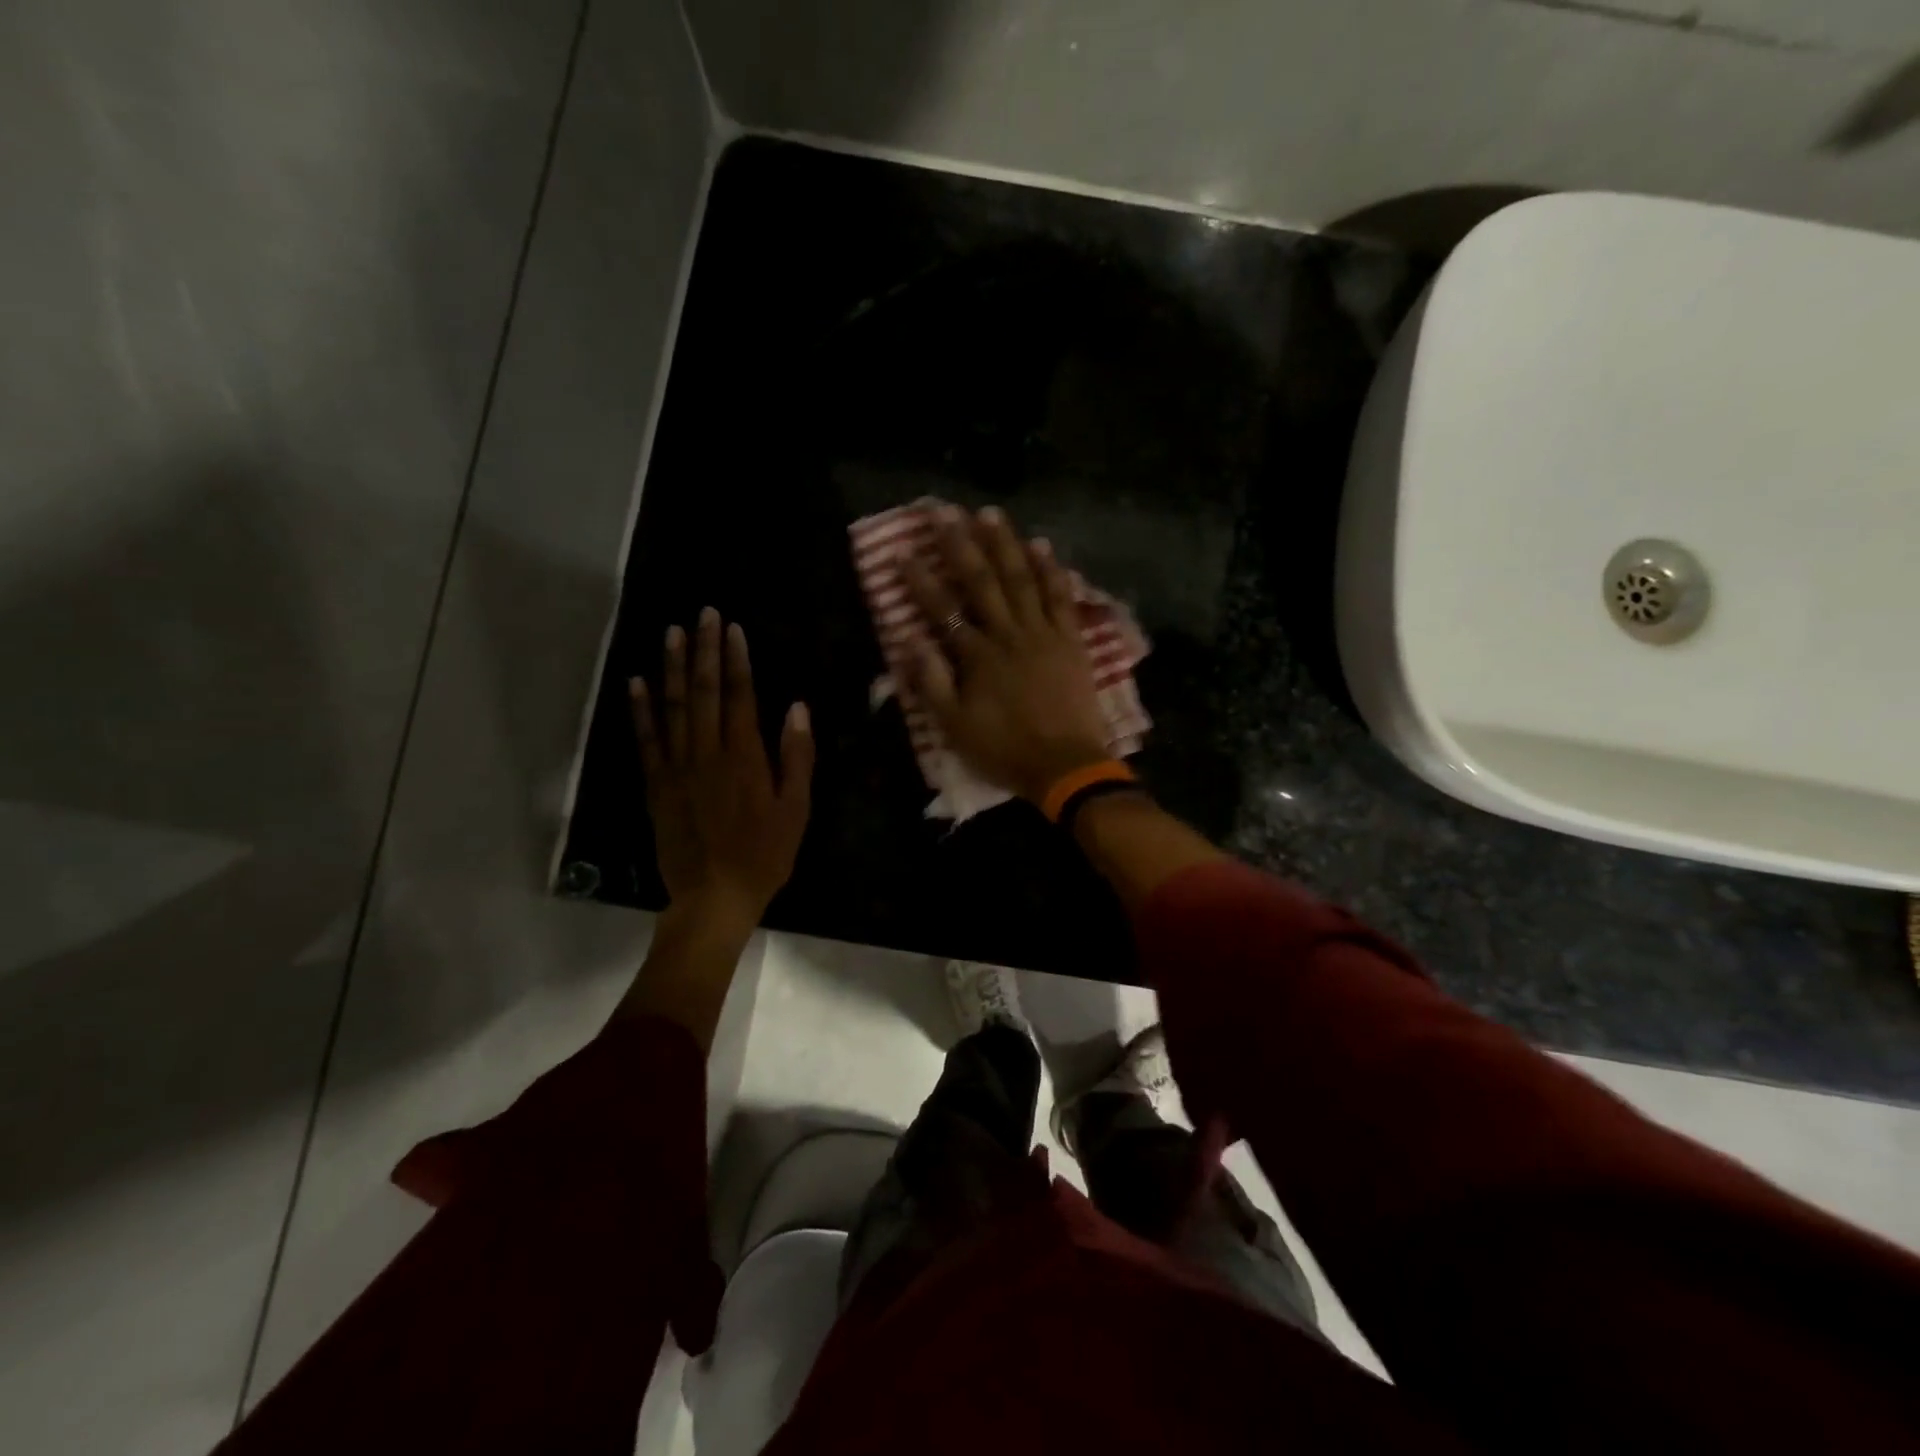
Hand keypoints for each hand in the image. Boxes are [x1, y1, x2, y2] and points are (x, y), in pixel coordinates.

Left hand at [630, 607, 812, 938]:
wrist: (715, 896)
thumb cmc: (765, 854)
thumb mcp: (796, 809)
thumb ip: (797, 756)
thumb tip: (797, 708)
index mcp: (745, 757)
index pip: (739, 696)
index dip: (736, 660)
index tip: (733, 628)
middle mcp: (707, 753)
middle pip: (704, 692)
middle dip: (705, 650)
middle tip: (703, 614)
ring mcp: (677, 767)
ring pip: (673, 707)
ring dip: (673, 667)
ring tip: (672, 632)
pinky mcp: (656, 785)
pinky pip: (647, 740)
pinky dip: (641, 709)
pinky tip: (638, 682)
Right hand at [903, 505, 1111, 804]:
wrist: (1066, 765)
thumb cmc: (1004, 749)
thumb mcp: (955, 726)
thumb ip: (931, 681)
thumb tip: (908, 640)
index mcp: (978, 656)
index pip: (943, 609)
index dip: (920, 580)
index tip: (903, 551)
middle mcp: (1009, 634)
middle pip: (982, 582)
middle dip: (960, 544)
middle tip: (944, 512)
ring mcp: (1043, 633)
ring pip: (1022, 579)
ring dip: (1005, 544)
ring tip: (990, 513)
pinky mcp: (1071, 640)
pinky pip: (1061, 598)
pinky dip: (1051, 571)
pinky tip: (1042, 546)